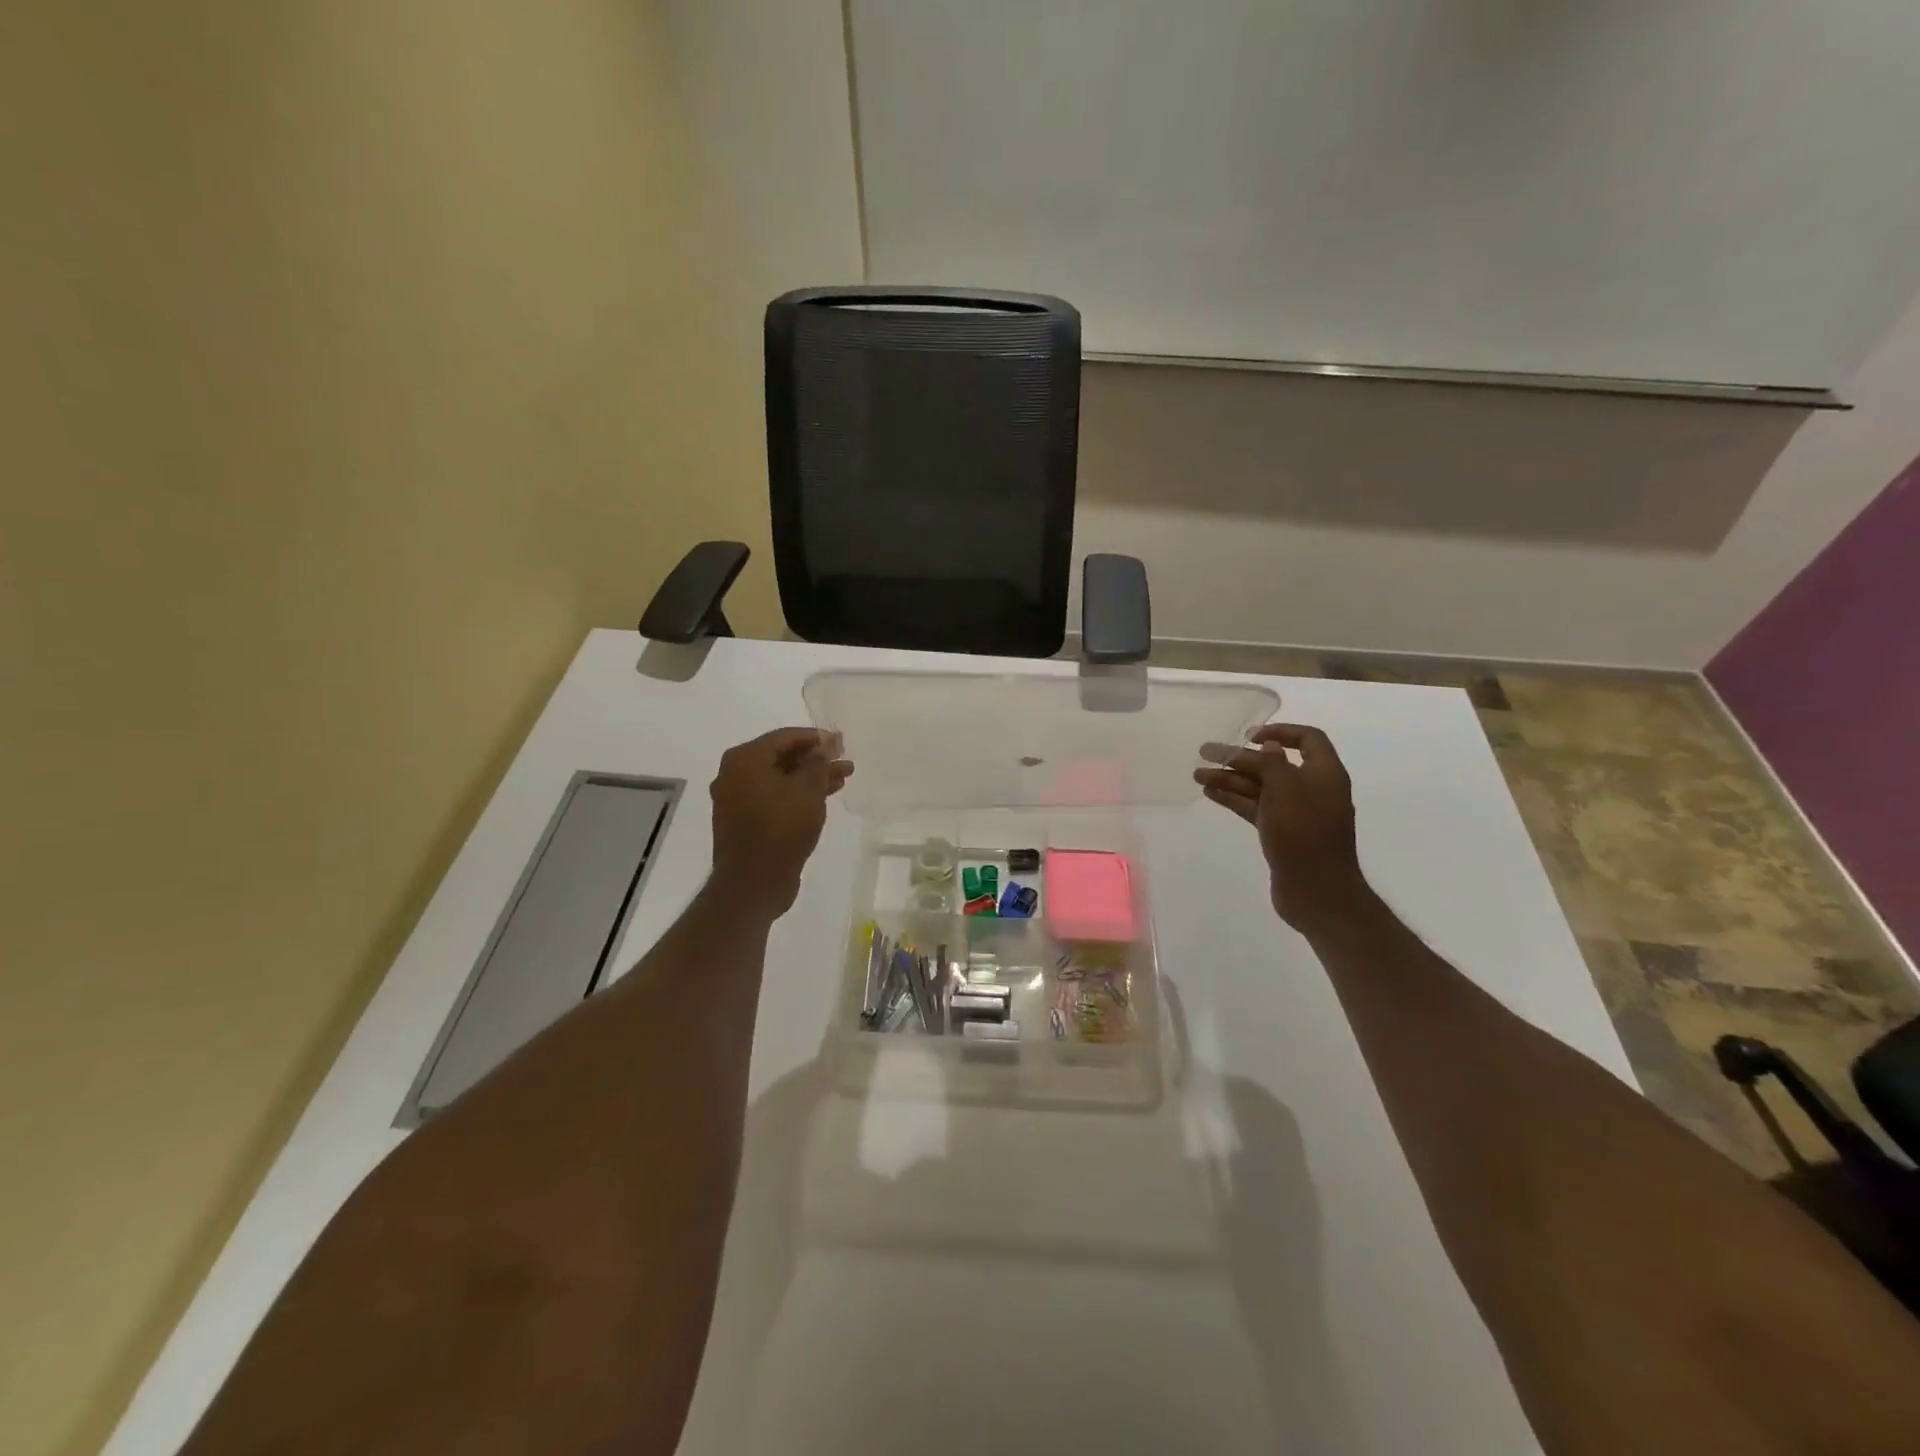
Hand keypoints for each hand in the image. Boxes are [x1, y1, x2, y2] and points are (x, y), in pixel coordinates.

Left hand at [708, 728, 852, 917]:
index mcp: (744, 759)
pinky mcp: (745, 822)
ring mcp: (737, 800)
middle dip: (816, 759)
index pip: (784, 737)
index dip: (816, 737)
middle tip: (844, 761)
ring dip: (811, 778)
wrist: (754, 882)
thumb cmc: (781, 828)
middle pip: (781, 758)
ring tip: (843, 778)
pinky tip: (823, 798)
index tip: (841, 742)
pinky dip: (797, 795)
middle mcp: (734, 775)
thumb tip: (825, 744)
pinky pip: (774, 798)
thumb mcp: (808, 790)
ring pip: (780, 780)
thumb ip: (818, 762)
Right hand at [1194, 723, 1378, 931]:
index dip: (1280, 731)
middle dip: (1239, 757)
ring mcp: (1296, 812)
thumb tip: (1269, 744)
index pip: (1307, 739)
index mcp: (1324, 773)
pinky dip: (1234, 799)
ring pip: (1260, 787)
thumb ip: (1274, 763)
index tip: (1249, 736)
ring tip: (1197, 775)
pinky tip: (1210, 793)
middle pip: (1274, 764)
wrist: (1316, 891)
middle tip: (1205, 752)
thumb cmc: (1304, 833)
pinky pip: (1256, 807)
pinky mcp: (1281, 832)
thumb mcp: (1287, 789)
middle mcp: (1311, 789)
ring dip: (1230, 778)